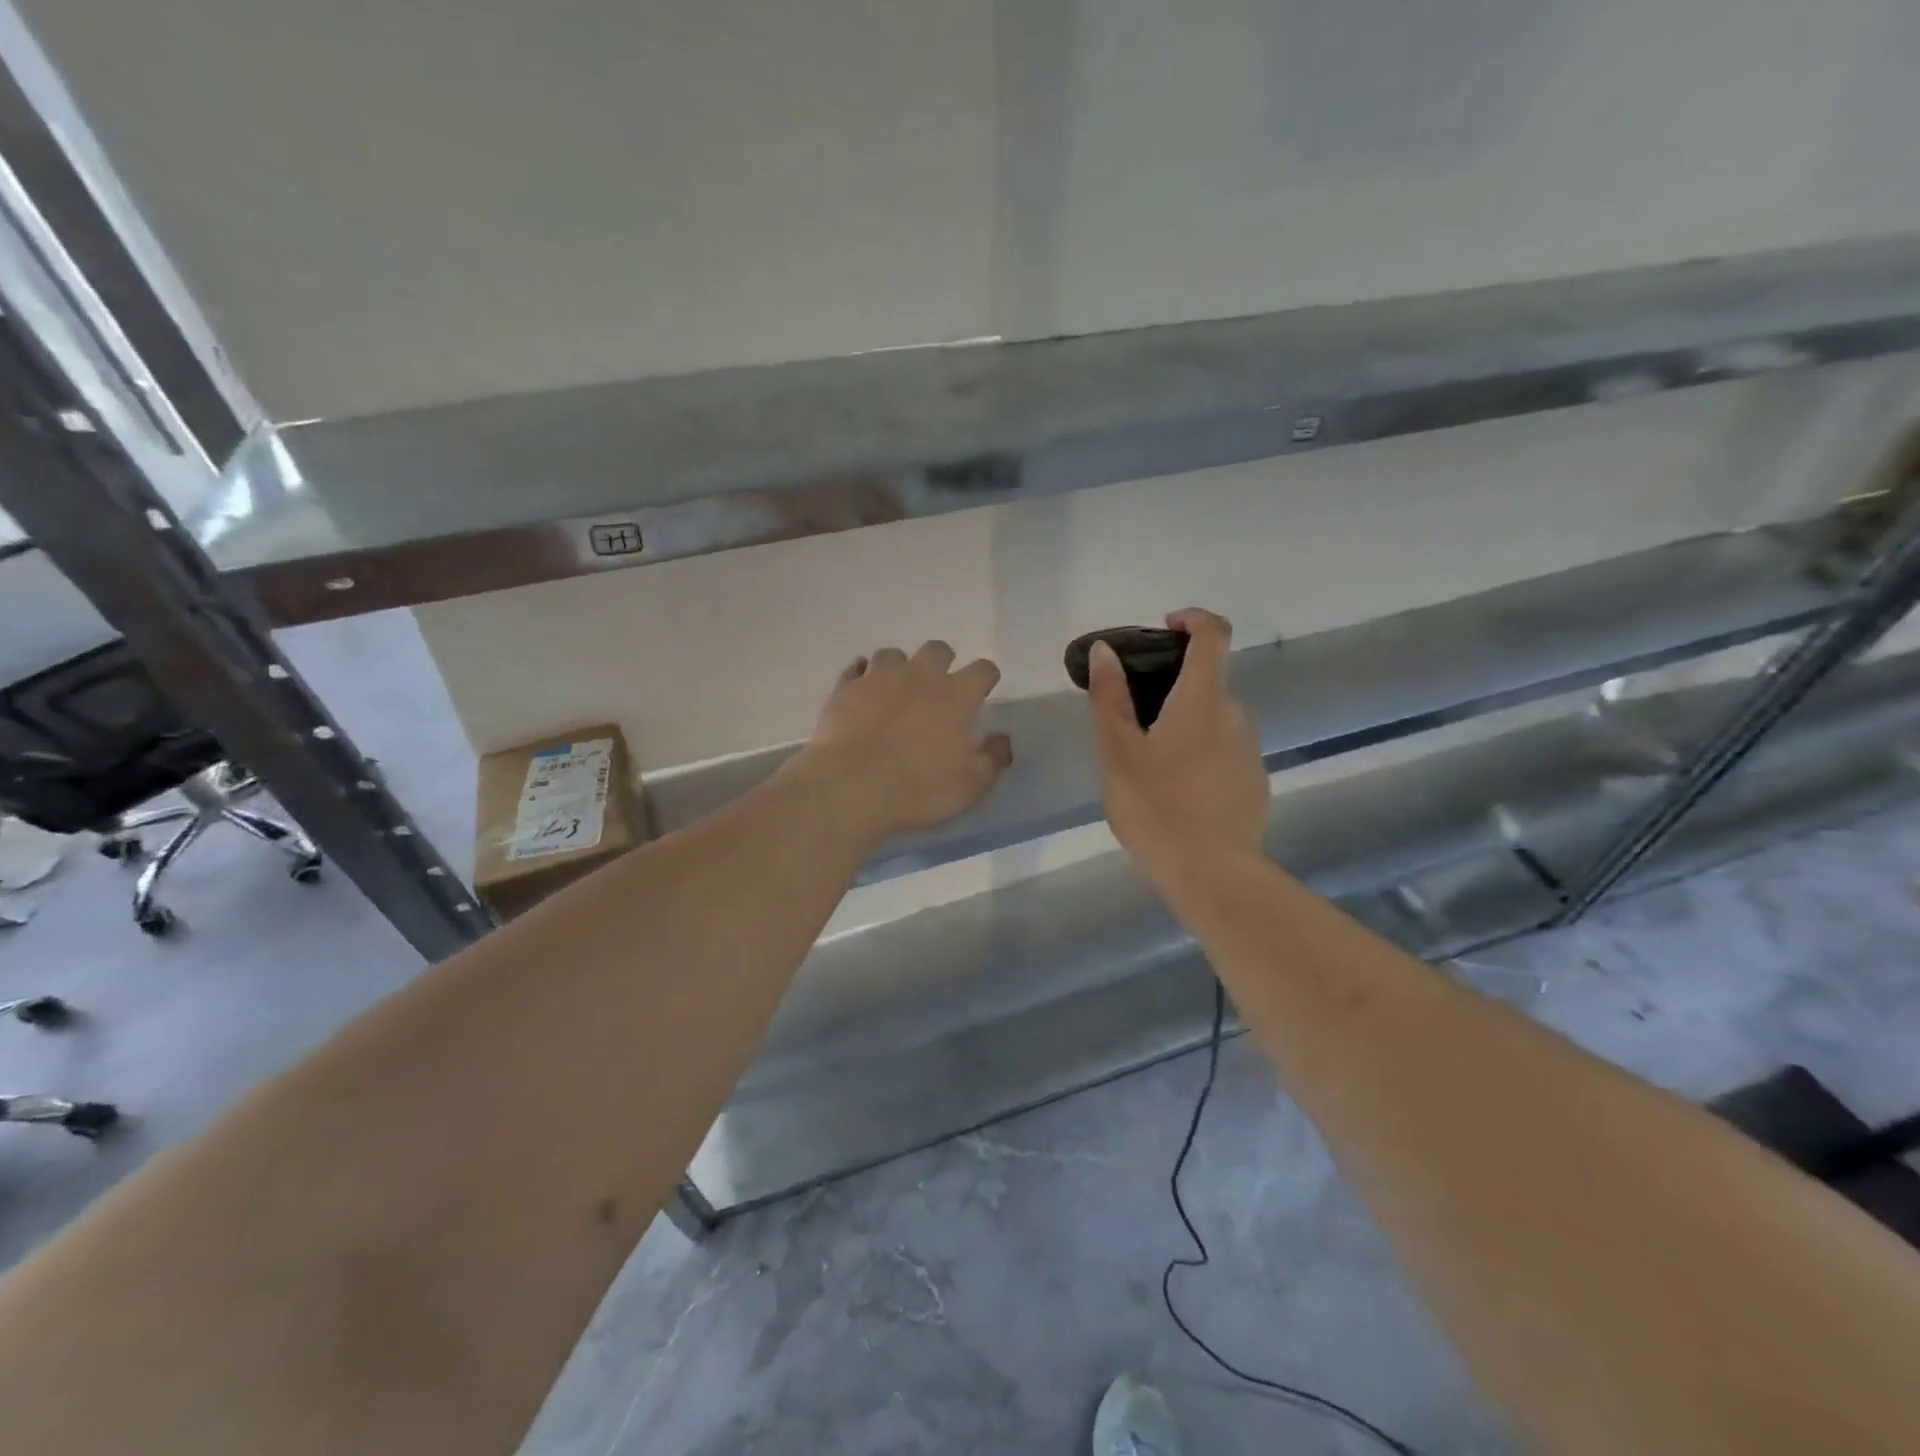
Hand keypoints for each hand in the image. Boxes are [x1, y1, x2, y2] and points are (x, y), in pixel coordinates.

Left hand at [795, 641, 1012, 843]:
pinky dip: (861, 676)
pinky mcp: (845, 689)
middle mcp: (920, 675)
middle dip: (942, 662)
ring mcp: (878, 678)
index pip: (983, 670)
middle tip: (938, 689)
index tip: (982, 692)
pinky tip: (862, 691)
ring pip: (893, 655)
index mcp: (957, 695)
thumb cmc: (919, 787)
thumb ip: (992, 758)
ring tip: (896, 690)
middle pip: (937, 650)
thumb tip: (1002, 739)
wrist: (851, 787)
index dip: (986, 678)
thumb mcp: (970, 784)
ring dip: (899, 667)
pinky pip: (855, 670)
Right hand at [1087, 608, 1268, 890]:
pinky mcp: (1255, 781)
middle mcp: (1236, 714)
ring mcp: (1250, 749)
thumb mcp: (1117, 751)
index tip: (1164, 627)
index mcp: (1203, 699)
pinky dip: (1200, 750)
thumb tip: (1105, 650)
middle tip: (1132, 716)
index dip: (1193, 619)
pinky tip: (1175, 789)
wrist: (1210, 873)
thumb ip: (1109, 697)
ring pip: (1215, 718)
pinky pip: (1225, 749)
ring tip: (1149, 761)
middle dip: (1173, 684)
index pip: (1214, 634)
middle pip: (1208, 680)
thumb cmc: (1155, 806)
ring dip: (1185, 721)